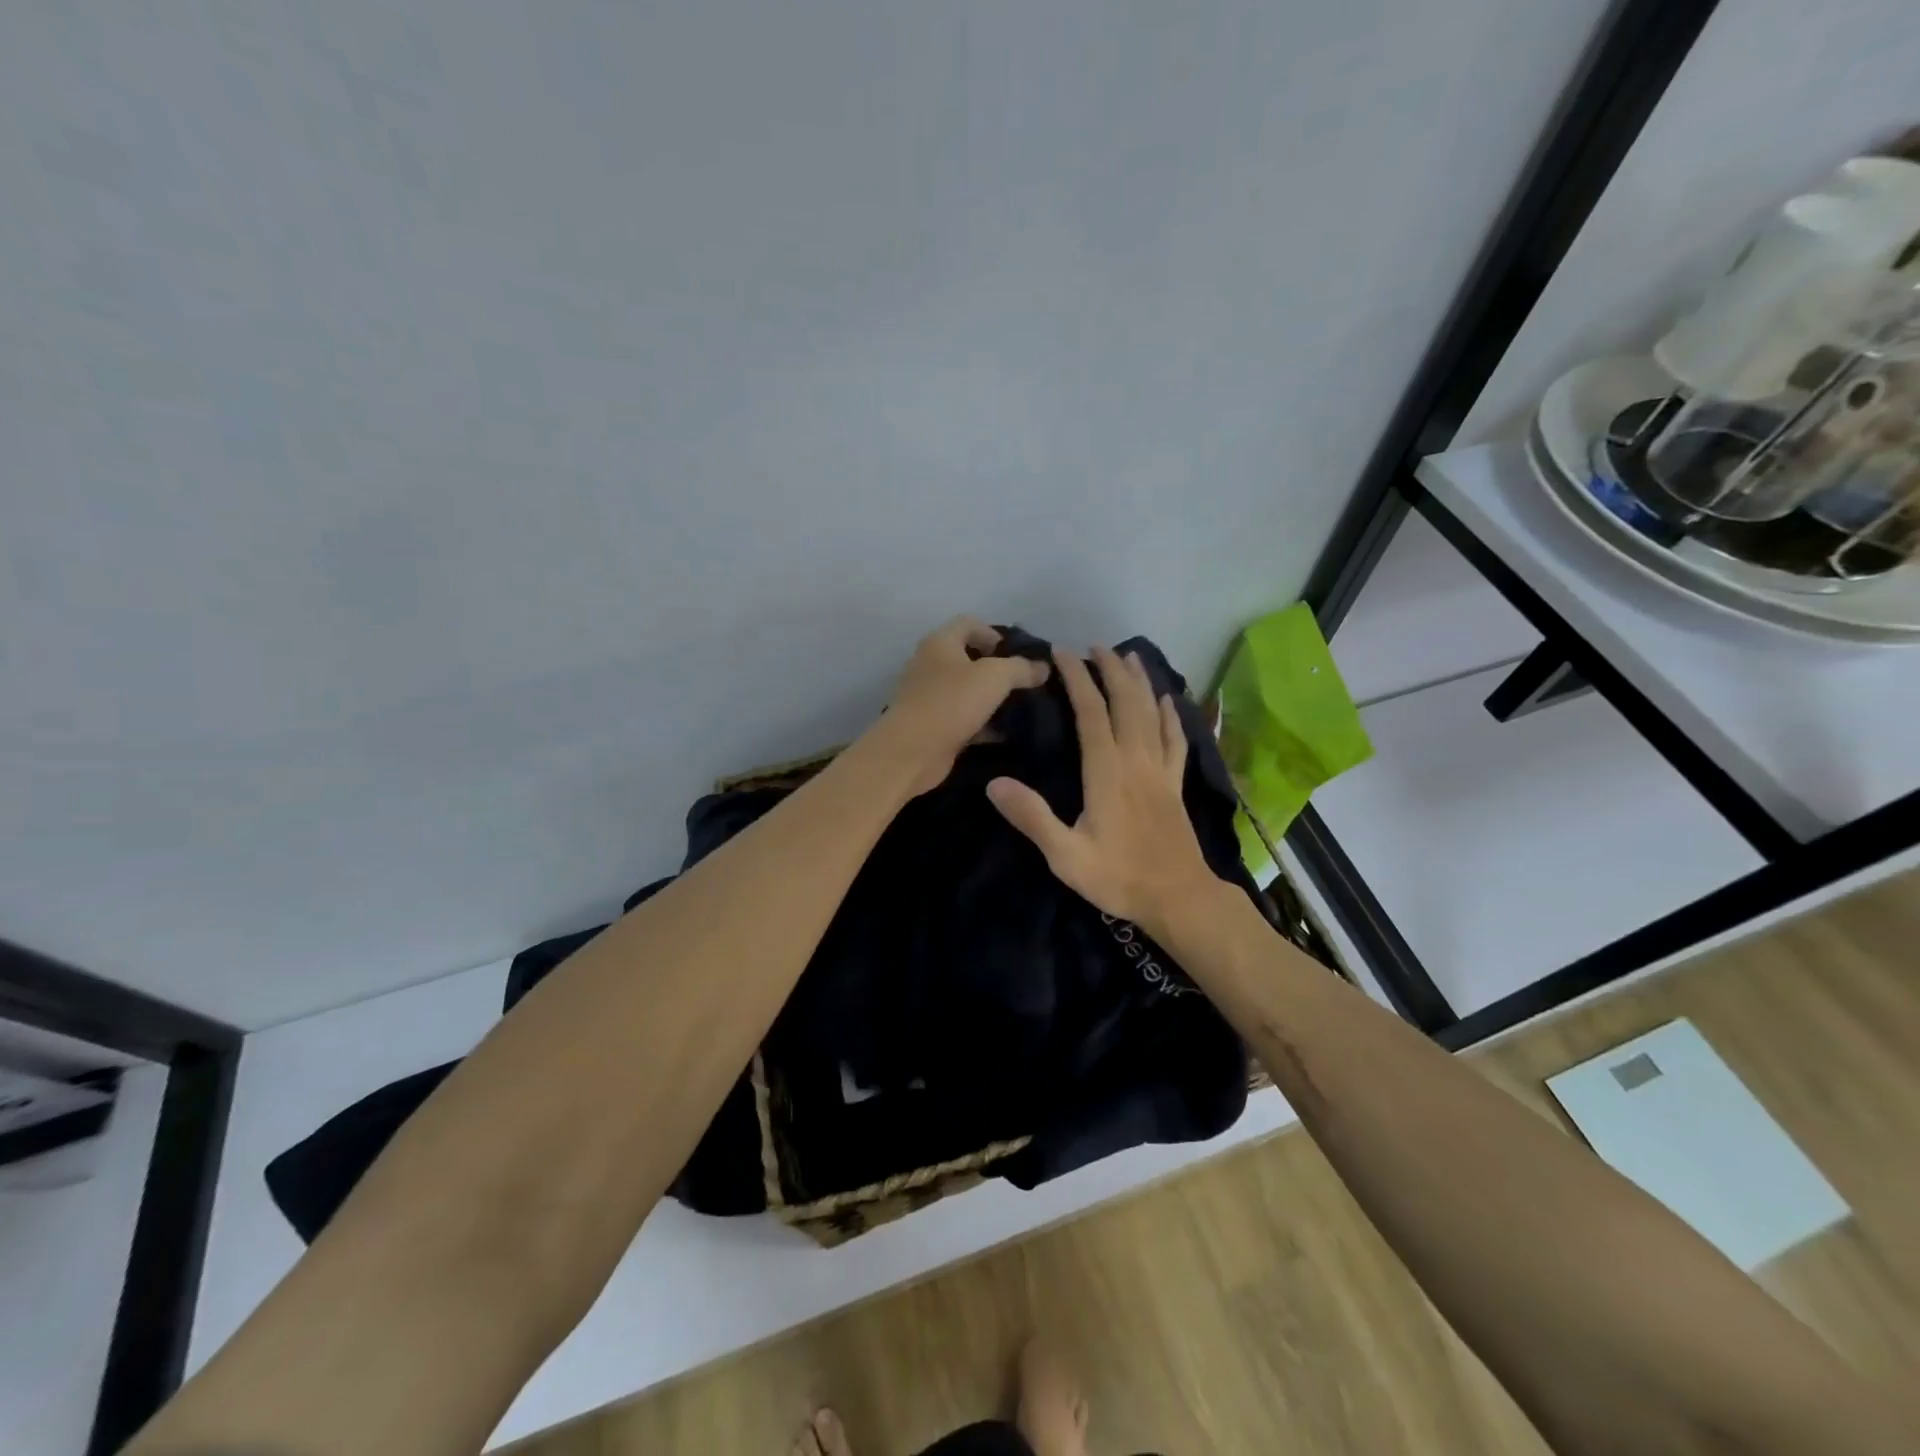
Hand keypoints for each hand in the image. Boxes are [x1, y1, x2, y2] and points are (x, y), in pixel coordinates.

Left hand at [875, 617, 1051, 796]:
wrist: (912, 751)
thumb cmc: (951, 702)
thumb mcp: (994, 677)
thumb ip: (1021, 668)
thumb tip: (1042, 667)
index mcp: (940, 643)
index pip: (969, 624)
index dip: (995, 633)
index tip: (1018, 654)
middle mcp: (930, 664)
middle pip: (968, 658)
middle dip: (997, 669)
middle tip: (1024, 682)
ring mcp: (929, 696)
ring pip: (967, 690)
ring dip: (991, 698)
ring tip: (1020, 708)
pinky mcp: (932, 725)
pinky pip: (963, 718)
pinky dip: (983, 723)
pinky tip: (1004, 733)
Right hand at [986, 645, 1221, 935]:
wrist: (1179, 899)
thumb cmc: (1118, 878)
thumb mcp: (1065, 856)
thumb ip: (1032, 817)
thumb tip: (994, 783)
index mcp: (1107, 772)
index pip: (1091, 712)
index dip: (1077, 679)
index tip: (1062, 653)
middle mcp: (1136, 760)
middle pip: (1126, 703)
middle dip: (1110, 670)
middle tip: (1095, 646)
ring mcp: (1161, 770)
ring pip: (1152, 713)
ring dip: (1140, 682)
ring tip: (1129, 657)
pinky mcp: (1175, 784)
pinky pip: (1176, 739)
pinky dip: (1171, 715)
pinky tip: (1168, 701)